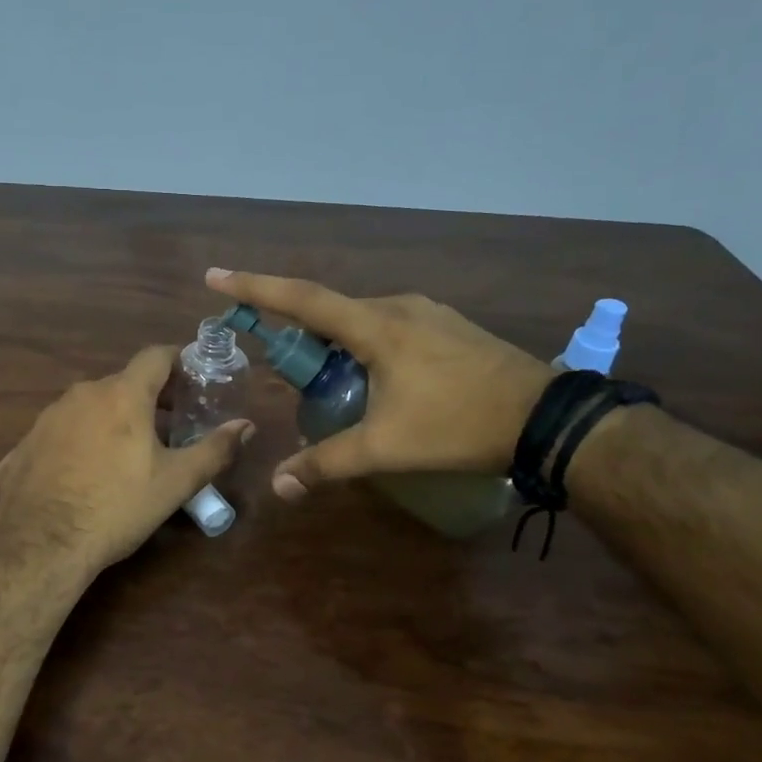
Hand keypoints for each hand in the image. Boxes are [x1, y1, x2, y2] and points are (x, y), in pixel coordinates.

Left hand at [0, 345, 253, 574]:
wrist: (41, 545)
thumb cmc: (117, 507)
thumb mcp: (175, 483)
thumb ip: (214, 450)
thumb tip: (246, 426)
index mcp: (122, 395)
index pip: (155, 356)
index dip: (178, 361)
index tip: (193, 379)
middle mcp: (82, 394)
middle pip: (123, 383)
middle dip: (149, 399)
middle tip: (169, 427)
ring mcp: (46, 418)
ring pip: (89, 407)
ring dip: (111, 420)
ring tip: (126, 454)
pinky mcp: (23, 445)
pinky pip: (61, 434)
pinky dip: (78, 444)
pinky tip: (83, 476)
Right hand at [206, 268, 550, 498]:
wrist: (546, 418)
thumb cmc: (458, 425)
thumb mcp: (386, 447)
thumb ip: (327, 463)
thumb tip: (279, 485)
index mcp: (374, 326)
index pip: (301, 299)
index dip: (254, 287)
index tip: (215, 276)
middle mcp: (397, 306)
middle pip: (329, 310)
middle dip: (297, 332)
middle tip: (283, 366)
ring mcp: (427, 312)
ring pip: (361, 319)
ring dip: (335, 342)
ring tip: (332, 381)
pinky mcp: (448, 326)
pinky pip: (389, 325)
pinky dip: (365, 343)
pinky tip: (378, 379)